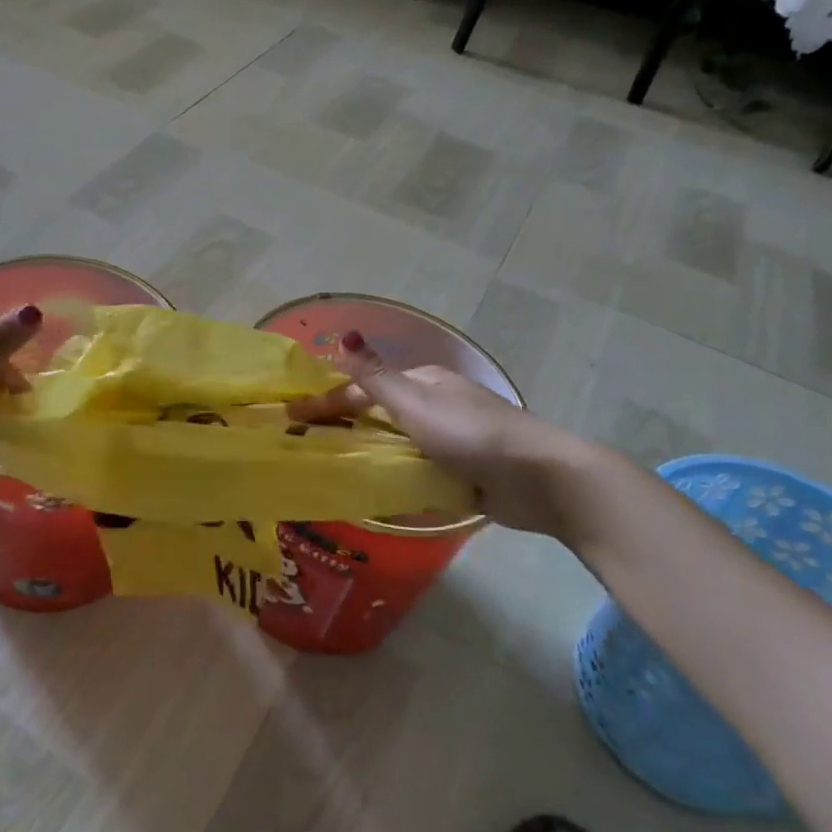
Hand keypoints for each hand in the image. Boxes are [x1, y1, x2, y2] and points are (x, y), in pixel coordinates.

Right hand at [284, 331, 595, 538]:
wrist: (539, 477)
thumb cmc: (469, 433)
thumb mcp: (414, 402)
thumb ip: (374, 376)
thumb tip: (344, 336)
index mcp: (424, 381)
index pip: (364, 388)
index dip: (326, 401)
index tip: (292, 419)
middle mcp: (437, 404)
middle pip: (381, 415)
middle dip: (347, 427)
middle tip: (310, 447)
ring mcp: (454, 439)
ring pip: (400, 444)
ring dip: (372, 455)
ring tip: (338, 474)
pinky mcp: (466, 471)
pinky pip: (421, 471)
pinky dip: (400, 479)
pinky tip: (381, 495)